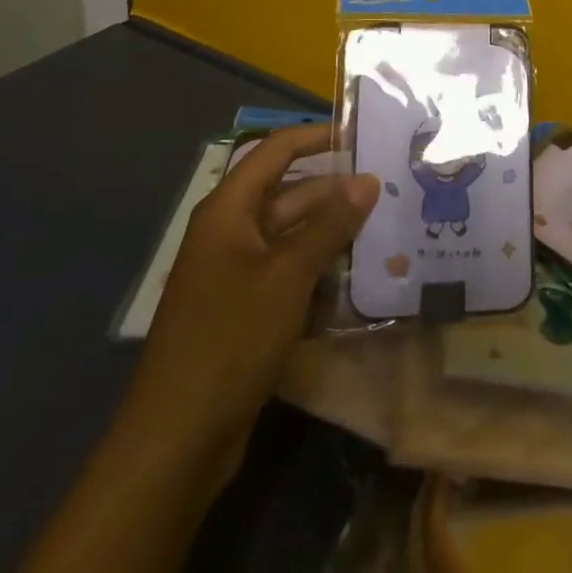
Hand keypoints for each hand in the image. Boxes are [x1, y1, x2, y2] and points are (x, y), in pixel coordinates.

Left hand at [122, 125, 377, 484]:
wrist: (178, 438)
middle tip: (393, 189)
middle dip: (338, 191)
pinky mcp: (248, 309)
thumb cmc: (230, 339)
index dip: (318, 136)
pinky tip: (362, 276)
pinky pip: (292, 272)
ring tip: (389, 228)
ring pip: (295, 235)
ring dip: (335, 233)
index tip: (365, 134)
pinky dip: (322, 269)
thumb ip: (330, 224)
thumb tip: (369, 179)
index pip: (277, 151)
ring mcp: (239, 273)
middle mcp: (232, 233)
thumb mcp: (288, 275)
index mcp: (229, 211)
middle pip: (291, 194)